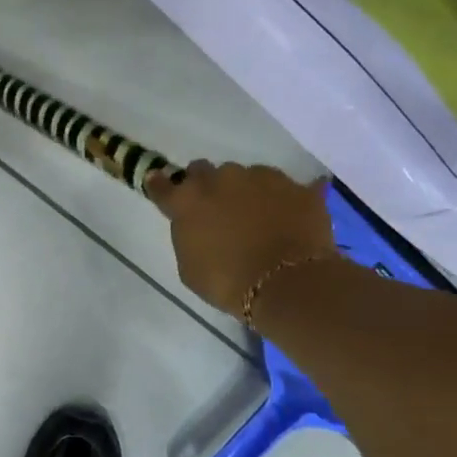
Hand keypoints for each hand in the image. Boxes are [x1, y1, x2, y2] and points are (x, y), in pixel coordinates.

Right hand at [147, 163, 334, 318]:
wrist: (288, 284)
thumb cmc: (228, 283)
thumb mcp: (189, 268)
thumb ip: (187, 236)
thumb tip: (195, 224)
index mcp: (187, 201)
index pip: (163, 185)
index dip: (160, 186)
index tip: (159, 184)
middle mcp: (221, 179)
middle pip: (204, 171)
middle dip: (206, 186)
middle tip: (216, 210)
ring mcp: (262, 177)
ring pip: (246, 176)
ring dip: (245, 192)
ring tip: (258, 219)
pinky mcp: (296, 186)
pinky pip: (285, 188)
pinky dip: (282, 200)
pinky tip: (288, 217)